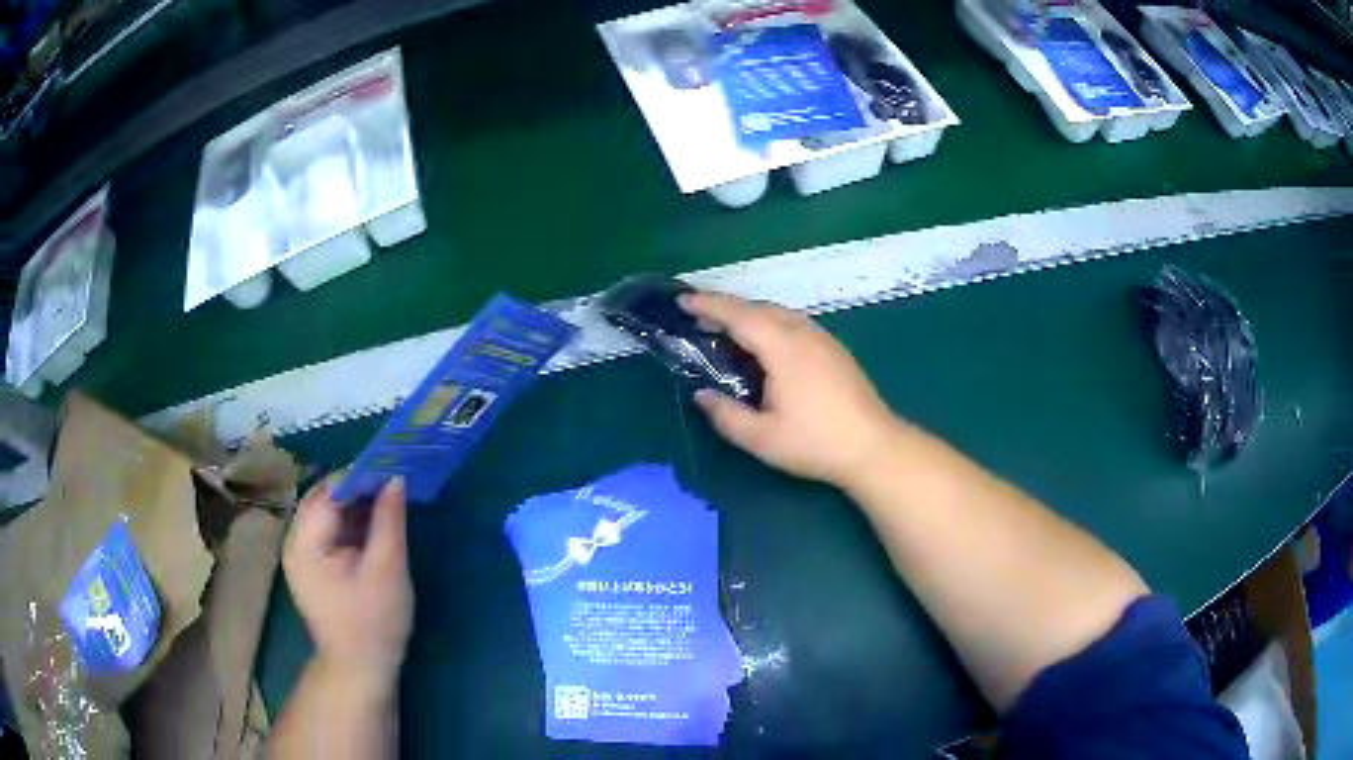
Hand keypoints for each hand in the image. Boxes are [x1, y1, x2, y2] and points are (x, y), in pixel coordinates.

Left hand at [282, 477, 413, 692]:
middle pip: (324, 498)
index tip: (393, 467)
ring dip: (356, 503)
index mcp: (305, 543)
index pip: (328, 492)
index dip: (359, 475)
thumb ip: (389, 520)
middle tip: (394, 481)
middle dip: (358, 487)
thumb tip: (395, 478)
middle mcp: (295, 541)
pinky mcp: (313, 564)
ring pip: (328, 512)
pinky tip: (376, 523)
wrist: (360, 669)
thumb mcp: (387, 569)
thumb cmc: (373, 622)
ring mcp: (302, 554)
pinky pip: (330, 530)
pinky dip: (352, 521)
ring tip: (389, 497)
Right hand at [679, 291, 901, 487]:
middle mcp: (803, 333)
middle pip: (760, 308)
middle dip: (727, 306)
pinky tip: (766, 343)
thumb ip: (726, 415)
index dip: (709, 305)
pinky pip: (794, 323)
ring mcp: (823, 339)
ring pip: (780, 313)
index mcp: (783, 348)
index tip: (683, 301)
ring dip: (750, 314)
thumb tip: (701, 395)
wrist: (873, 447)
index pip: (739, 316)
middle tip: (698, 314)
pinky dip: (770, 323)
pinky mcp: (835, 349)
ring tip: (727, 327)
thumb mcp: (762, 438)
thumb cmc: (815, 443)